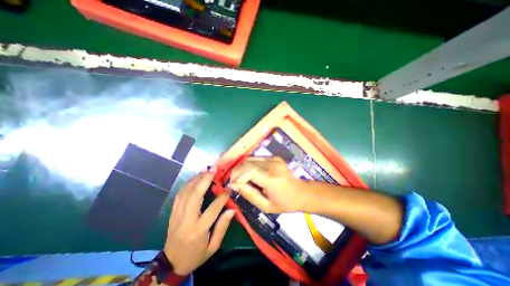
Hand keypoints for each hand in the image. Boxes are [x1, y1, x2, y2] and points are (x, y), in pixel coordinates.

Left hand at [163, 166, 234, 274]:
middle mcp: (186, 220)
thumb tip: (232, 209)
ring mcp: (177, 215)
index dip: (222, 196)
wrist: (171, 264)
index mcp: (198, 230)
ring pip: (186, 192)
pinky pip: (180, 194)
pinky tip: (195, 177)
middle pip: (195, 196)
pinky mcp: (172, 212)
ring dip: (196, 178)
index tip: (230, 186)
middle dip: (205, 179)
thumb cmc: (196, 255)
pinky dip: (188, 183)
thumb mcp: (213, 246)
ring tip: (206, 169)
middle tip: (214, 169)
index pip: (213, 209)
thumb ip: (222, 227)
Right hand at [229, 157, 307, 211]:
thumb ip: (248, 194)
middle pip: (247, 163)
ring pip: (250, 159)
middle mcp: (272, 165)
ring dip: (243, 168)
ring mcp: (274, 159)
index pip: (247, 170)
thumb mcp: (265, 205)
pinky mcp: (274, 157)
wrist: (302, 192)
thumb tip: (233, 185)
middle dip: (237, 171)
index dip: (236, 175)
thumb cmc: (285, 203)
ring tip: (242, 178)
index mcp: (271, 179)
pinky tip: (251, 173)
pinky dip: (250, 165)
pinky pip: (257, 158)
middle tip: (235, 182)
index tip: (231, 184)